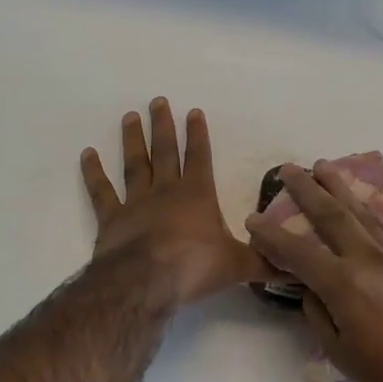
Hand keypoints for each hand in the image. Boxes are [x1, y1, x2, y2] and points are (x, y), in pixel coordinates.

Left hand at [81, 99, 271, 308]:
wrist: (147, 281)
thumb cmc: (195, 266)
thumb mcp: (237, 266)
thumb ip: (264, 262)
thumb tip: (295, 266)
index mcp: (197, 195)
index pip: (199, 156)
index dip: (197, 134)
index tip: (193, 111)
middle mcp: (166, 191)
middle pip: (164, 151)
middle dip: (162, 125)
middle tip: (157, 100)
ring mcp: (136, 202)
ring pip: (134, 164)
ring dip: (132, 139)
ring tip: (129, 116)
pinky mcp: (111, 219)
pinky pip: (101, 191)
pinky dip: (93, 173)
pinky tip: (87, 154)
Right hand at [247, 161, 382, 381]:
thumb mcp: (340, 352)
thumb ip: (318, 312)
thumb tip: (311, 287)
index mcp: (345, 284)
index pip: (299, 252)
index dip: (272, 236)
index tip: (253, 219)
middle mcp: (369, 259)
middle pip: (332, 214)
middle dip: (307, 189)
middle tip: (289, 168)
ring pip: (362, 212)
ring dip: (339, 188)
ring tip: (323, 166)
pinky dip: (367, 209)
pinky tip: (361, 202)